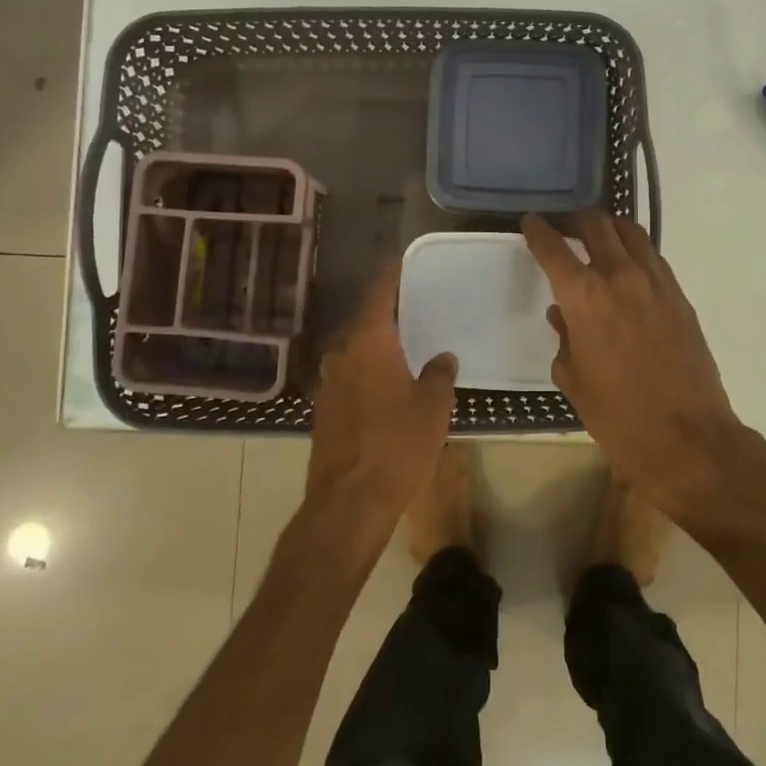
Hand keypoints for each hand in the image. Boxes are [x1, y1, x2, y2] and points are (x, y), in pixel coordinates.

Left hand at [308, 263, 457, 528]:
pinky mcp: (324, 412)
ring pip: (355, 353)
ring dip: (377, 347)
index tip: (404, 261)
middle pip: (365, 322)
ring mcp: (328, 385)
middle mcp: (342, 355)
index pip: (379, 294)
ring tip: (406, 349)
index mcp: (369, 343)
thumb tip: (441, 357)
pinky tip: (388, 388)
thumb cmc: (398, 445)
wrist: (349, 503)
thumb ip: (439, 374)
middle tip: (416, 310)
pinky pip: (350, 379)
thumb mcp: (433, 407)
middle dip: (388, 315)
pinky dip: (368, 373)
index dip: (392, 275)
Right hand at [523, 212, 765, 524]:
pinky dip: (636, 252)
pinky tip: (628, 269)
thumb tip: (562, 317)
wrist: (688, 438)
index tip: (531, 222)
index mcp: (585, 297)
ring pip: (632, 233)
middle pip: (597, 225)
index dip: (539, 231)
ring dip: (610, 229)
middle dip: (577, 220)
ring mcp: (657, 284)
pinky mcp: (681, 297)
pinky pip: (654, 259)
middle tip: (565, 228)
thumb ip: (564, 339)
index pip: (554, 248)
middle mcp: (621, 277)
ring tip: (598, 240)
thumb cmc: (618, 416)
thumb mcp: (574, 380)